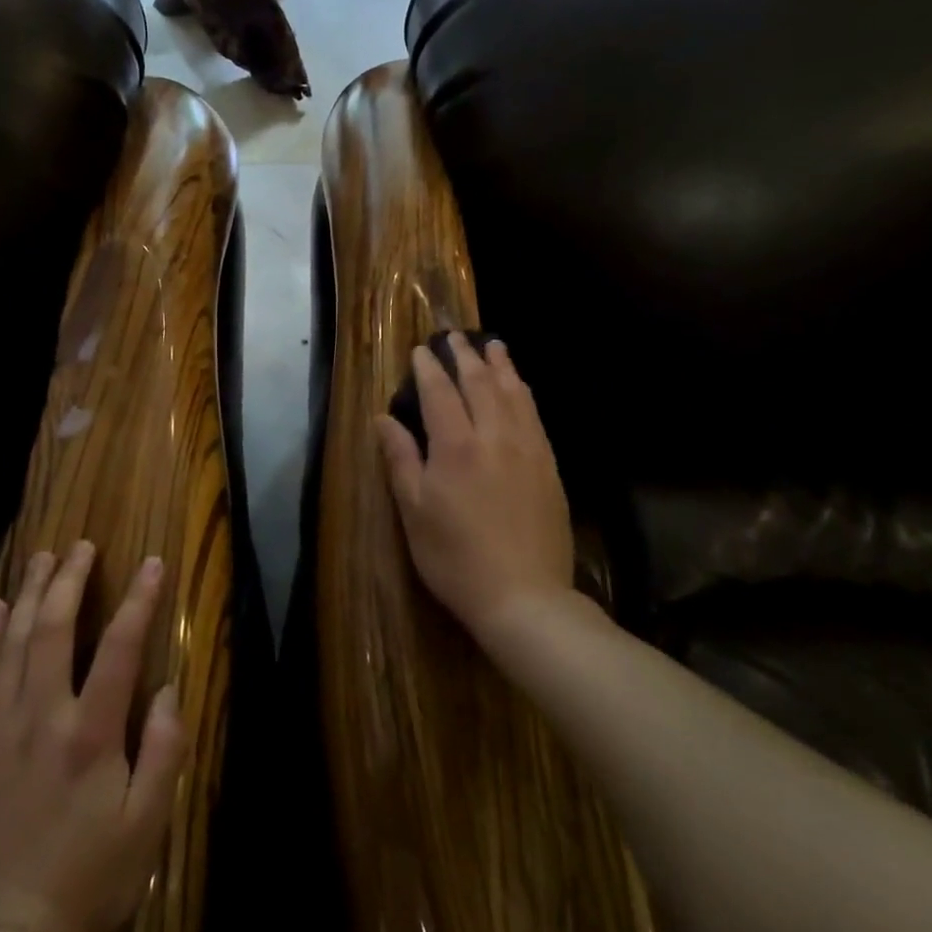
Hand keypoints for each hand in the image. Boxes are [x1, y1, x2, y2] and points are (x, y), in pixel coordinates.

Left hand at [0, 542, 183, 931]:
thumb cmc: (90, 877)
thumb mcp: (147, 824)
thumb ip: (163, 750)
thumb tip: (166, 688)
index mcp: (90, 734)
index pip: (119, 647)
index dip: (138, 599)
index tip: (150, 562)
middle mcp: (42, 718)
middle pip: (53, 630)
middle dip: (69, 581)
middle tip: (80, 546)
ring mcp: (0, 731)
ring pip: (13, 645)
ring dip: (29, 596)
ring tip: (41, 559)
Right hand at [375, 332, 575, 647]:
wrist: (525, 596)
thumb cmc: (456, 558)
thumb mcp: (415, 512)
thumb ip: (400, 459)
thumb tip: (383, 418)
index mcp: (455, 447)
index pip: (440, 393)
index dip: (429, 368)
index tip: (421, 349)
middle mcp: (494, 436)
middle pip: (479, 383)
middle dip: (465, 355)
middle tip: (455, 335)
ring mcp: (527, 449)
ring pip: (513, 392)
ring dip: (500, 364)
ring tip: (492, 344)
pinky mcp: (549, 465)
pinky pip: (535, 415)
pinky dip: (523, 391)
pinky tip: (520, 386)